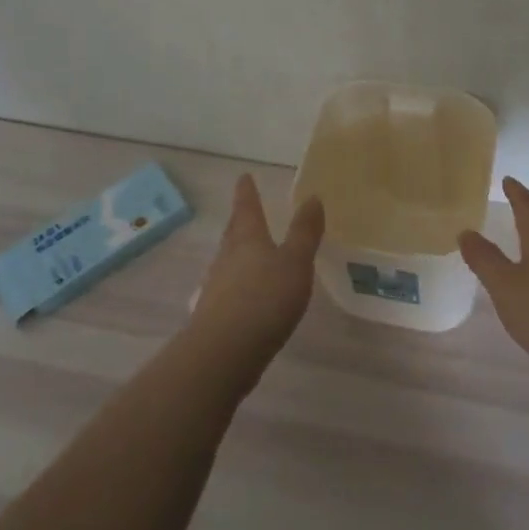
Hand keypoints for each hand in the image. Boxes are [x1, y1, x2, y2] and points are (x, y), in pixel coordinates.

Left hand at [188, 174, 325, 365]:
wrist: (224, 352)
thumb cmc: (264, 299)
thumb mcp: (295, 262)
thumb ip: (304, 232)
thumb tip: (312, 197)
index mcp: (247, 239)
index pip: (246, 208)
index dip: (247, 192)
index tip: (244, 177)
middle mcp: (227, 257)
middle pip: (234, 233)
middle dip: (241, 221)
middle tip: (245, 210)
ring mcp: (217, 286)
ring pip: (229, 260)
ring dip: (238, 252)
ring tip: (250, 251)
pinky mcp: (216, 314)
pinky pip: (229, 287)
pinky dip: (239, 282)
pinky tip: (247, 293)